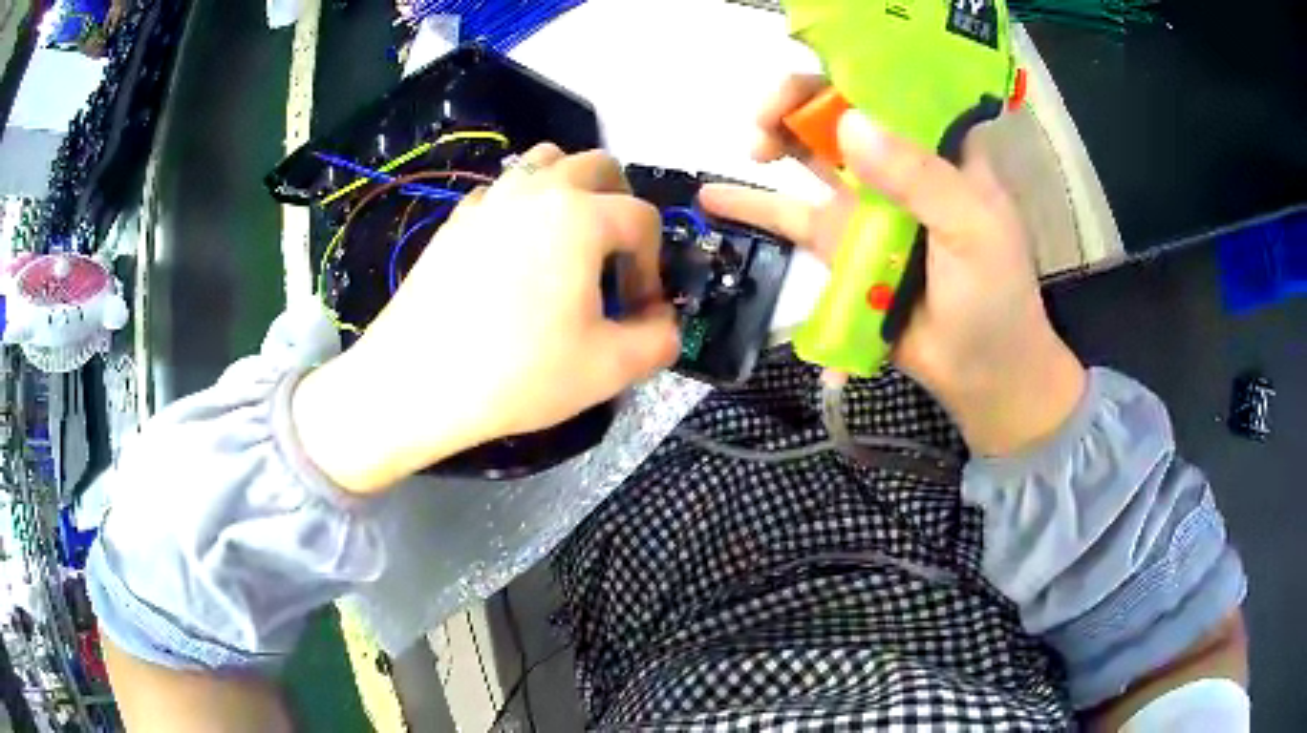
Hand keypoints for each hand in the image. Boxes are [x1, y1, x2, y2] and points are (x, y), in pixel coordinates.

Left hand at [293, 144, 679, 492]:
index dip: (654, 265)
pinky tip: (516, 253)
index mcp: (581, 216)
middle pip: (598, 166)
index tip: (641, 309)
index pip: (643, 219)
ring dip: (572, 189)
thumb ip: (660, 339)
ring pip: (545, 163)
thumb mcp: (608, 368)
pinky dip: (524, 206)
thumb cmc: (516, 373)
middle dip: (621, 205)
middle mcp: (537, 191)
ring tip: (570, 241)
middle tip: (616, 257)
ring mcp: (490, 200)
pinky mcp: (457, 220)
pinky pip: (503, 191)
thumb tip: (664, 321)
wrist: (415, 383)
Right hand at [700, 76, 1086, 455]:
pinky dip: (751, 204)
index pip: (889, 88)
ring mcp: (864, 202)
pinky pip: (789, 215)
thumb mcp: (973, 230)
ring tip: (750, 147)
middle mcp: (898, 163)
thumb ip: (919, 177)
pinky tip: (712, 195)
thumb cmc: (995, 297)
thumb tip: (847, 125)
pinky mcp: (839, 243)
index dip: (846, 72)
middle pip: (838, 111)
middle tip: (767, 120)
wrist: (981, 373)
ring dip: (773, 138)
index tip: (810, 83)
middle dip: (797, 102)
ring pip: (809, 153)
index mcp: (941, 148)